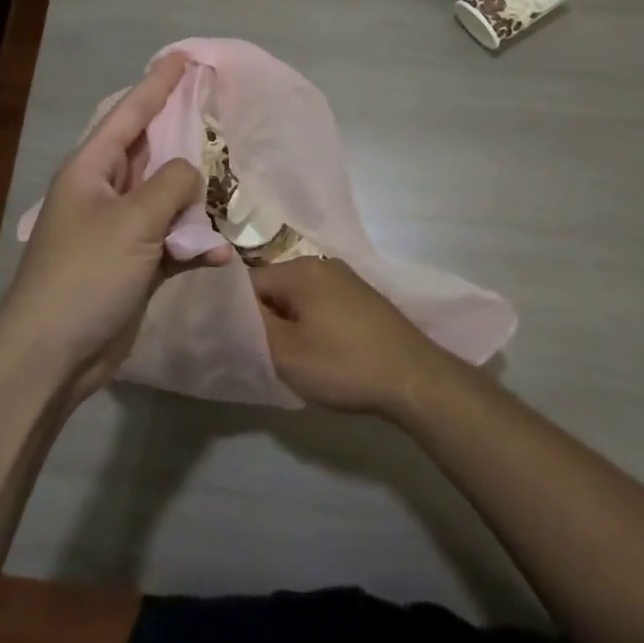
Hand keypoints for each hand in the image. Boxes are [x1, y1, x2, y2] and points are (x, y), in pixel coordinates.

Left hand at [0, 53, 232, 398]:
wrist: (53, 356)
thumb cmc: (85, 275)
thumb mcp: (132, 222)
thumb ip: (170, 186)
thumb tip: (191, 173)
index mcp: (92, 170)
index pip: (129, 113)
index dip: (157, 84)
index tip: (182, 57)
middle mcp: (105, 193)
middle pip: (152, 153)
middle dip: (185, 136)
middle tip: (219, 111)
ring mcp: (120, 231)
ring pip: (167, 199)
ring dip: (197, 200)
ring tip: (234, 187)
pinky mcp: (135, 266)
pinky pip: (172, 242)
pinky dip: (195, 245)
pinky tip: (219, 253)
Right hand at [251, 258, 461, 416]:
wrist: (413, 377)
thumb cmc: (343, 364)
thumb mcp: (285, 353)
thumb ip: (251, 328)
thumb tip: (230, 311)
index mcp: (299, 270)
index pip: (247, 284)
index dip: (236, 315)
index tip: (234, 344)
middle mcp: (321, 265)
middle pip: (274, 289)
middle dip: (264, 320)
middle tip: (262, 355)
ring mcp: (345, 280)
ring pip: (297, 299)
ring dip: (288, 325)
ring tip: (289, 358)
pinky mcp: (361, 298)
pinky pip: (320, 305)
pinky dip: (312, 326)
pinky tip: (319, 353)